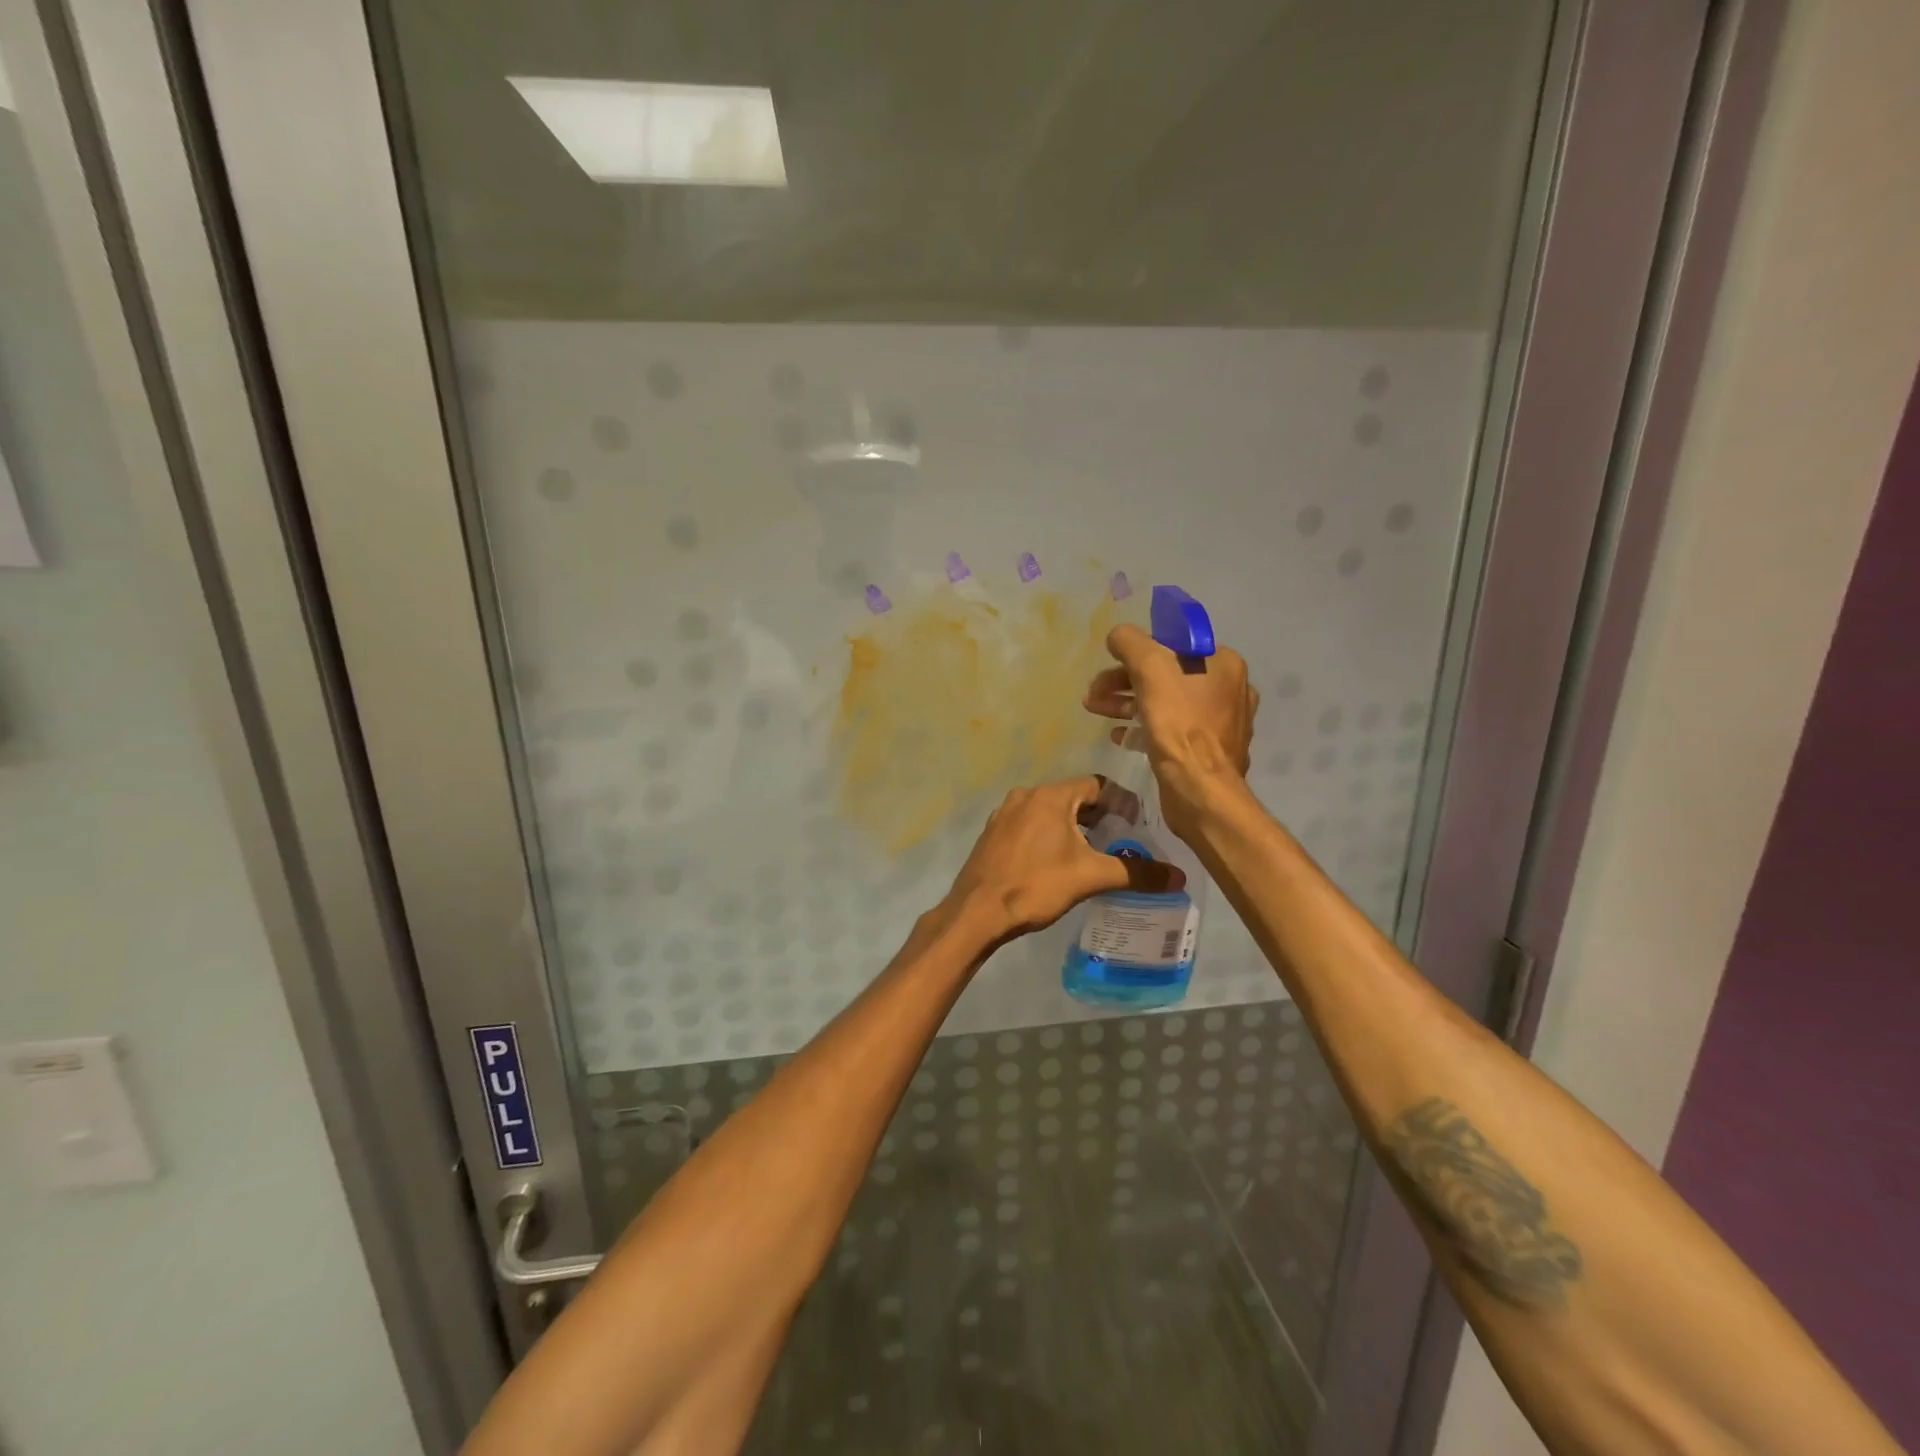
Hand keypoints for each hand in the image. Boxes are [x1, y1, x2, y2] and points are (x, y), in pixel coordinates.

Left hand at [939, 777, 1183, 944]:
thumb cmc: (1035, 886)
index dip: (1121, 801)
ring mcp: (1003, 815)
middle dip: (1098, 816)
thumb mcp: (1090, 877)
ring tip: (1092, 852)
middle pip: (1072, 797)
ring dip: (1072, 827)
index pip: (1096, 784)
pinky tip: (1056, 862)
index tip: (1137, 823)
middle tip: (1120, 839)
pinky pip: (1029, 826)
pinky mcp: (992, 835)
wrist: (976, 912)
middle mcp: (1024, 796)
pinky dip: (1048, 836)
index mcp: (1049, 796)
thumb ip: (1136, 873)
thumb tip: (1180, 876)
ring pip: (1049, 812)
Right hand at [1083, 624, 1258, 839]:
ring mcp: (1219, 723)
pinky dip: (1143, 727)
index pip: (1174, 644)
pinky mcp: (1206, 751)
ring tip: (1095, 710)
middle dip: (1125, 680)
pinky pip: (1170, 730)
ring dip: (1127, 703)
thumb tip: (1118, 636)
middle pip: (1166, 674)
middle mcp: (1227, 689)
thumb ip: (1131, 643)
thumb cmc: (1180, 723)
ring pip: (1165, 703)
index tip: (1111, 662)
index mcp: (1223, 664)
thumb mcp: (1150, 668)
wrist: (1200, 790)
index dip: (1138, 651)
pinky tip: (1120, 736)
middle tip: (1094, 692)